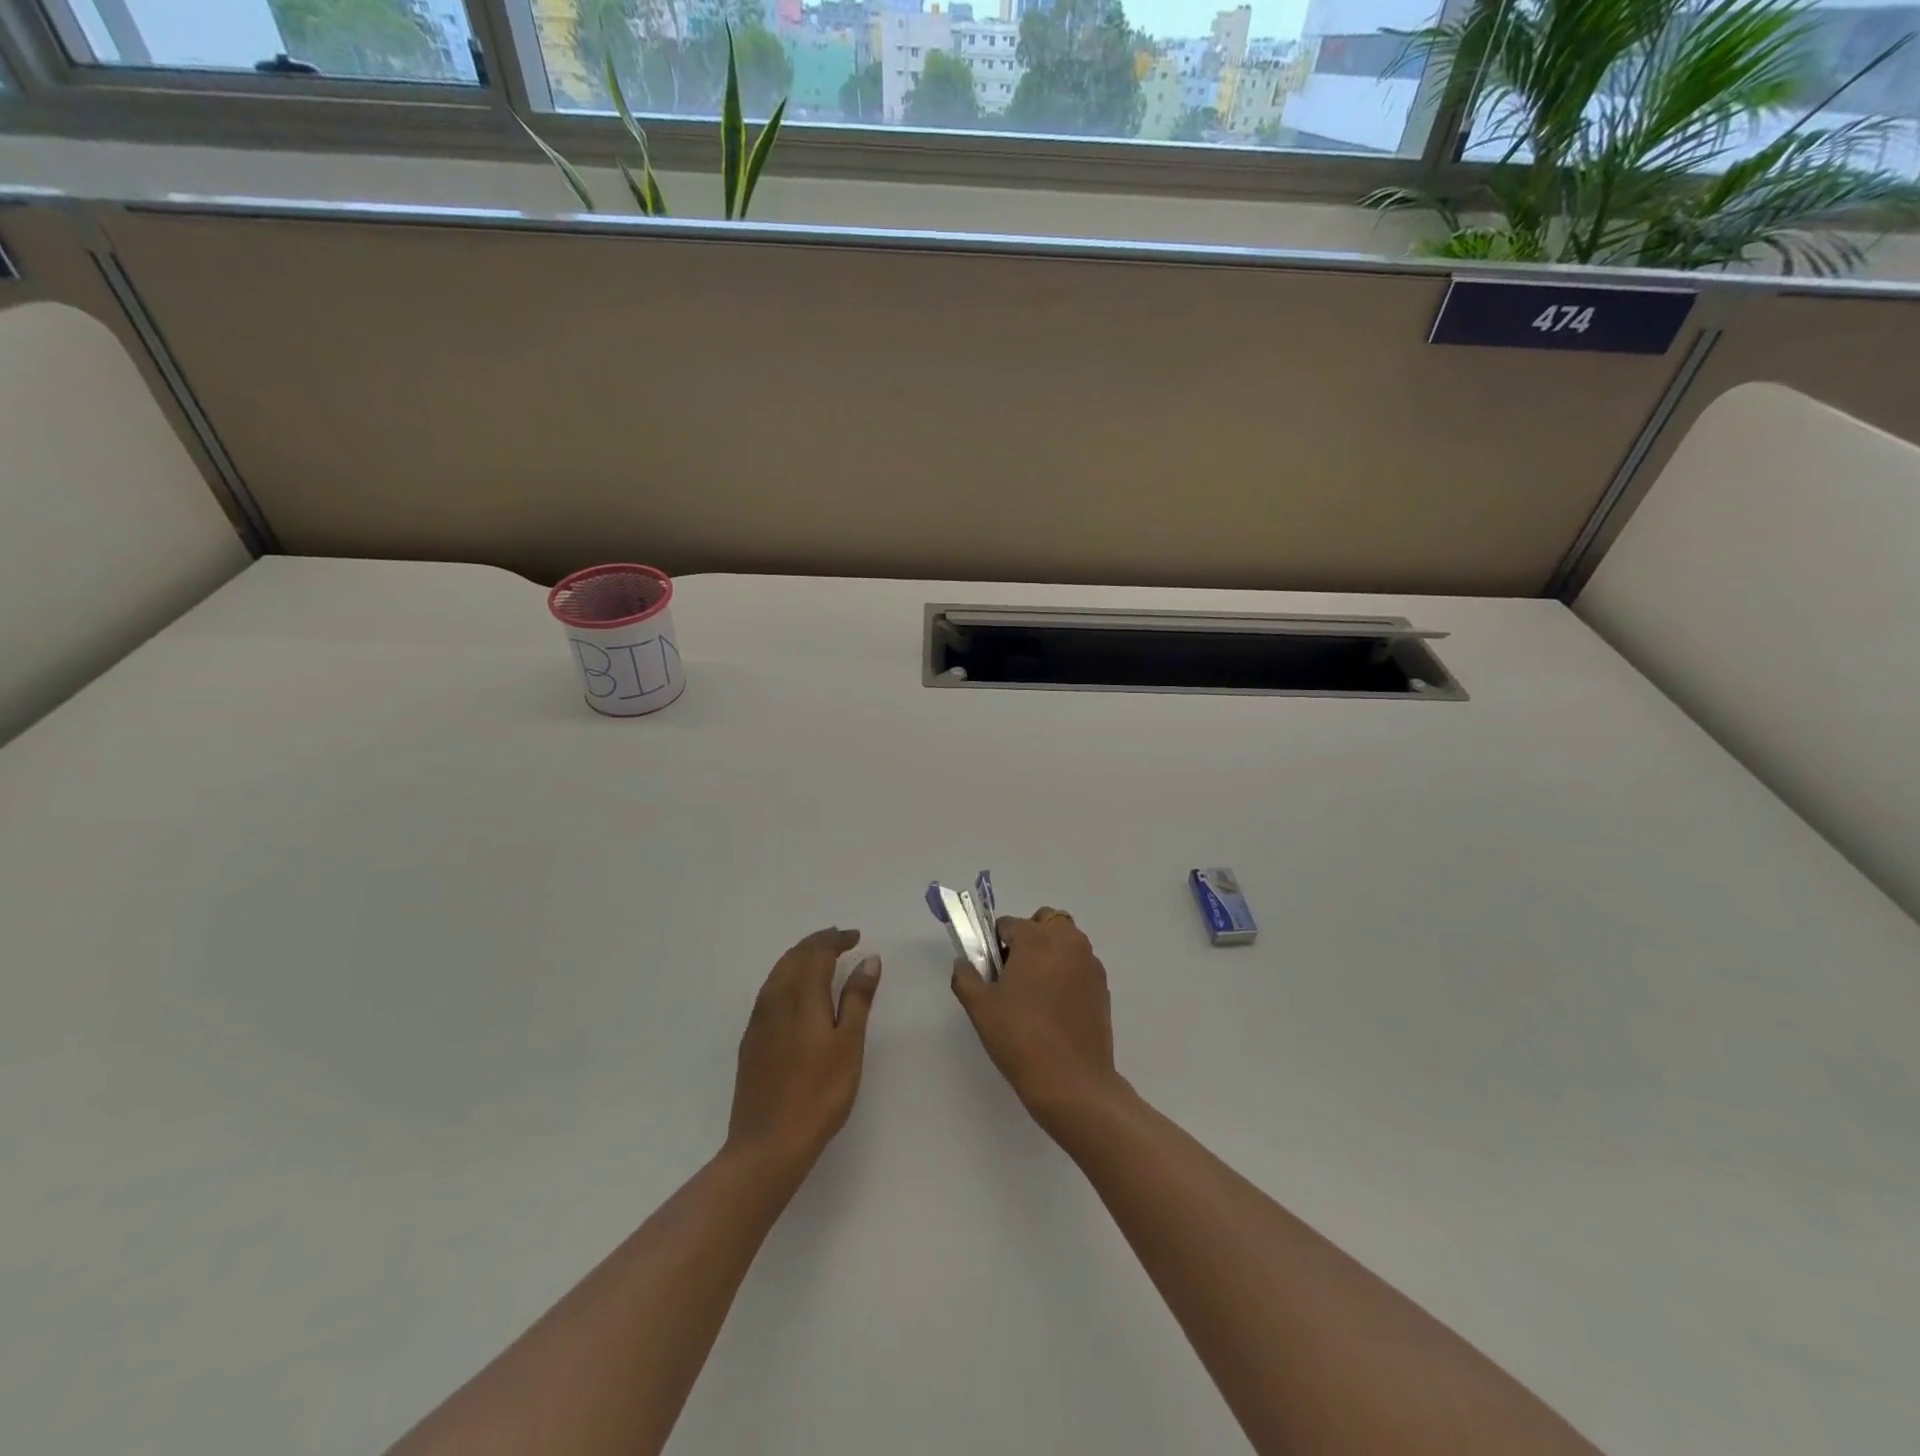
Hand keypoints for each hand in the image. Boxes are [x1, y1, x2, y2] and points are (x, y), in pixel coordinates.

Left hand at [727, 928, 880, 1172]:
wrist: (767, 1144)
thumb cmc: (819, 1093)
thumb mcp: (849, 1045)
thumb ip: (858, 999)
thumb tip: (868, 959)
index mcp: (801, 996)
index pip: (816, 952)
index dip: (835, 939)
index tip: (855, 937)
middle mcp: (775, 999)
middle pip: (794, 957)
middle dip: (817, 944)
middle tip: (840, 942)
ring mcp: (758, 1020)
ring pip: (778, 972)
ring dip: (800, 958)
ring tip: (822, 961)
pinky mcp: (751, 1040)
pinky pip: (769, 991)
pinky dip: (787, 978)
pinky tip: (797, 994)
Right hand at [951, 907, 1126, 1133]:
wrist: (1072, 1081)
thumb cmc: (1020, 1037)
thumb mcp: (980, 1007)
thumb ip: (966, 976)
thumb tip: (964, 962)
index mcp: (1036, 938)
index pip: (1008, 924)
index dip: (994, 945)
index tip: (990, 972)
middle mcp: (1067, 941)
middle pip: (1043, 923)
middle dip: (1028, 939)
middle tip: (1014, 975)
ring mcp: (1090, 963)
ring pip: (1065, 942)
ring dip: (1050, 953)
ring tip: (1036, 993)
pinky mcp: (1103, 986)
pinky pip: (1079, 965)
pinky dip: (1067, 973)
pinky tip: (1056, 1008)